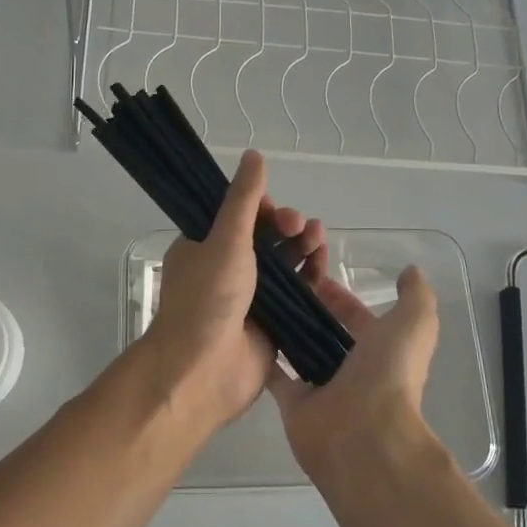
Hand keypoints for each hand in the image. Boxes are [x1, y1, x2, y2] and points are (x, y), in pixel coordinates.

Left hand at [140, 151, 326, 431]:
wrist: (203, 372)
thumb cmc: (207, 299)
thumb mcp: (225, 240)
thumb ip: (243, 200)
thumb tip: (254, 155)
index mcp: (203, 247)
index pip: (236, 216)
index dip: (260, 208)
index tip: (274, 209)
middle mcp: (225, 270)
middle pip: (264, 239)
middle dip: (285, 227)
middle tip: (301, 227)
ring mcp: (249, 299)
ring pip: (282, 265)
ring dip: (301, 247)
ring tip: (318, 237)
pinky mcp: (272, 324)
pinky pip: (295, 294)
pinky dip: (309, 278)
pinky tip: (323, 264)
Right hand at [267, 265, 440, 483]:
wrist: (363, 436)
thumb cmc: (389, 375)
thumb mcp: (413, 324)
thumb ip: (415, 296)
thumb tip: (410, 271)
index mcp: (381, 351)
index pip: (357, 317)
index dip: (339, 297)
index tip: (311, 273)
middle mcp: (352, 371)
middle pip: (326, 334)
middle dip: (308, 310)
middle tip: (279, 283)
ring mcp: (321, 389)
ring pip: (300, 352)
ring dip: (285, 330)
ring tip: (259, 299)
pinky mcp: (293, 404)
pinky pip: (276, 376)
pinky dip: (264, 358)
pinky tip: (247, 330)